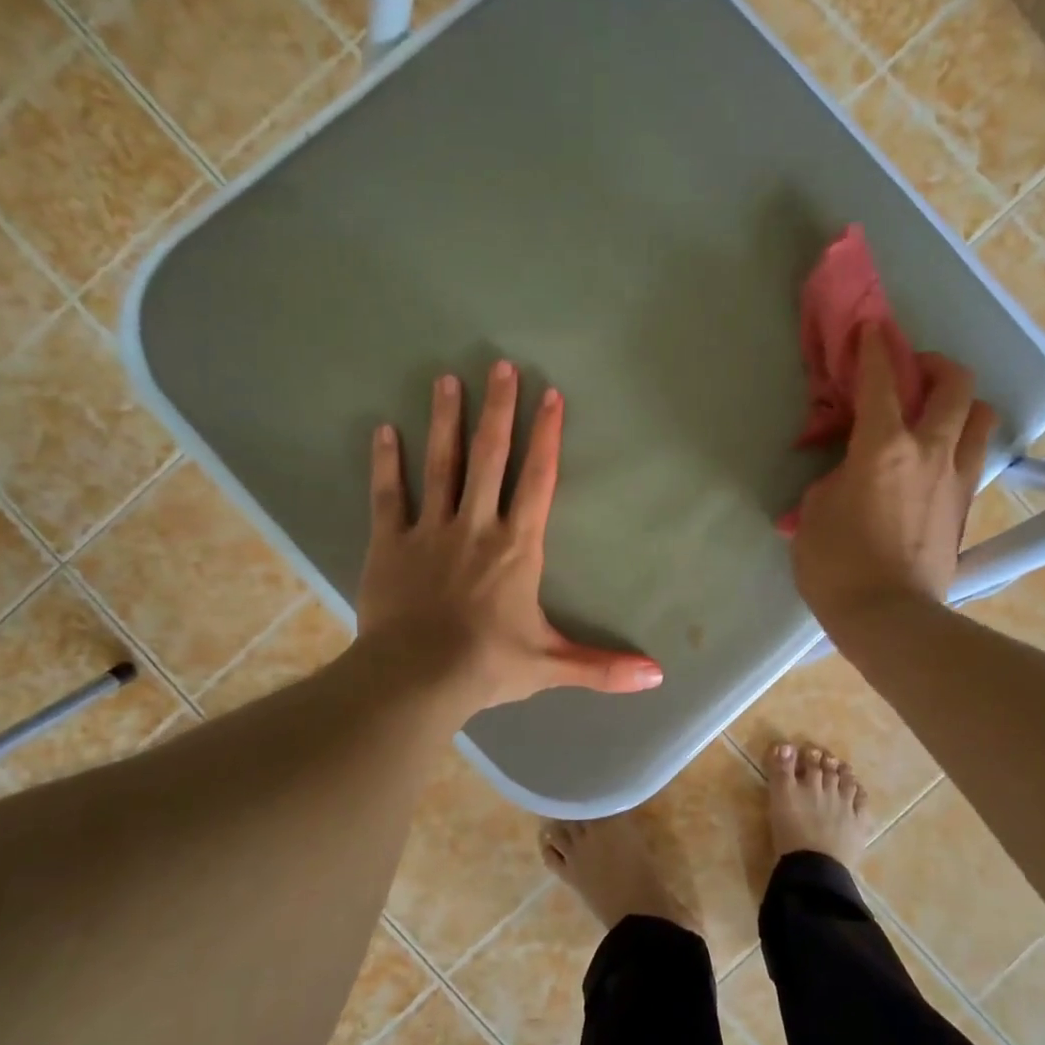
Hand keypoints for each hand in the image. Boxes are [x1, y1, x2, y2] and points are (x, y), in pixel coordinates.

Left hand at [356, 360, 664, 713]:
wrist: (417, 678)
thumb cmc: (489, 665)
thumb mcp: (552, 666)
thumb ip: (603, 666)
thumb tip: (659, 676)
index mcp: (517, 547)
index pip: (537, 480)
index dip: (546, 436)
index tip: (549, 395)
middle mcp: (477, 526)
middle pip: (490, 458)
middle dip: (498, 410)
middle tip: (500, 366)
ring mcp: (431, 531)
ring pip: (441, 465)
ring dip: (446, 421)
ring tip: (447, 380)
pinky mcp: (390, 544)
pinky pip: (389, 496)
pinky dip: (387, 463)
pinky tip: (385, 430)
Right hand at [789, 326, 997, 634]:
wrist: (888, 618)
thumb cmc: (837, 565)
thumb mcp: (814, 513)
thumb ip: (834, 478)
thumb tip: (849, 473)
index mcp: (884, 446)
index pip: (883, 379)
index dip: (875, 348)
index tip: (872, 330)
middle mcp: (930, 450)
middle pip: (955, 383)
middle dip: (934, 365)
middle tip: (912, 375)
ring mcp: (956, 478)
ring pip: (980, 417)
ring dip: (960, 404)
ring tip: (935, 417)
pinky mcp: (966, 507)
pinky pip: (974, 457)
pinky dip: (960, 444)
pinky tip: (937, 461)